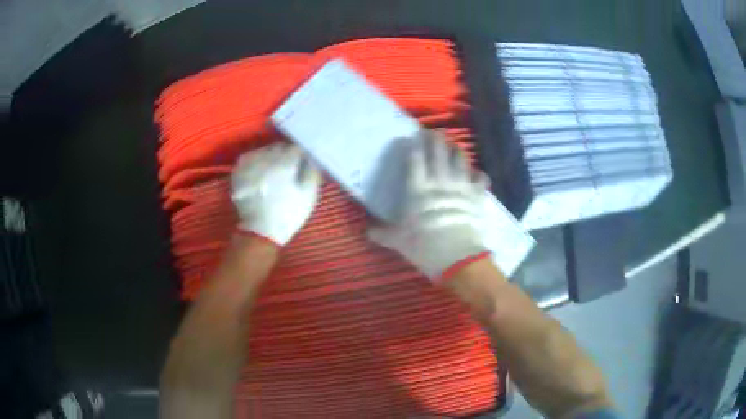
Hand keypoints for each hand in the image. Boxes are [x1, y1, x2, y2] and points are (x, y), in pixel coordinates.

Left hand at [231, 143, 320, 245]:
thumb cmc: (288, 213)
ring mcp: (250, 164)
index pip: (296, 148)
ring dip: (270, 157)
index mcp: (285, 164)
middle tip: (288, 169)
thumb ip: (312, 171)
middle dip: (285, 155)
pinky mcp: (239, 170)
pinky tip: (260, 171)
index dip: (301, 156)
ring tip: (273, 171)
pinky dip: (256, 160)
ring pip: (264, 150)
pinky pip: (250, 157)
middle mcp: (265, 159)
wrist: (261, 231)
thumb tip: (312, 156)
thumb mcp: (309, 195)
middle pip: (279, 147)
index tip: (302, 165)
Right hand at [368, 130, 489, 280]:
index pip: (415, 159)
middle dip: (436, 139)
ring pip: (460, 159)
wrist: (457, 257)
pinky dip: (478, 175)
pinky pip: (480, 179)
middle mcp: (440, 182)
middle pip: (438, 152)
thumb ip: (382, 234)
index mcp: (418, 189)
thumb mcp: (398, 241)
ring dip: (456, 150)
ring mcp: (461, 187)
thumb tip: (368, 232)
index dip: (414, 144)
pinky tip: (477, 175)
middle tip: (433, 133)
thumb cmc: (424, 247)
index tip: (413, 135)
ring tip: (453, 147)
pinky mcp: (477, 196)